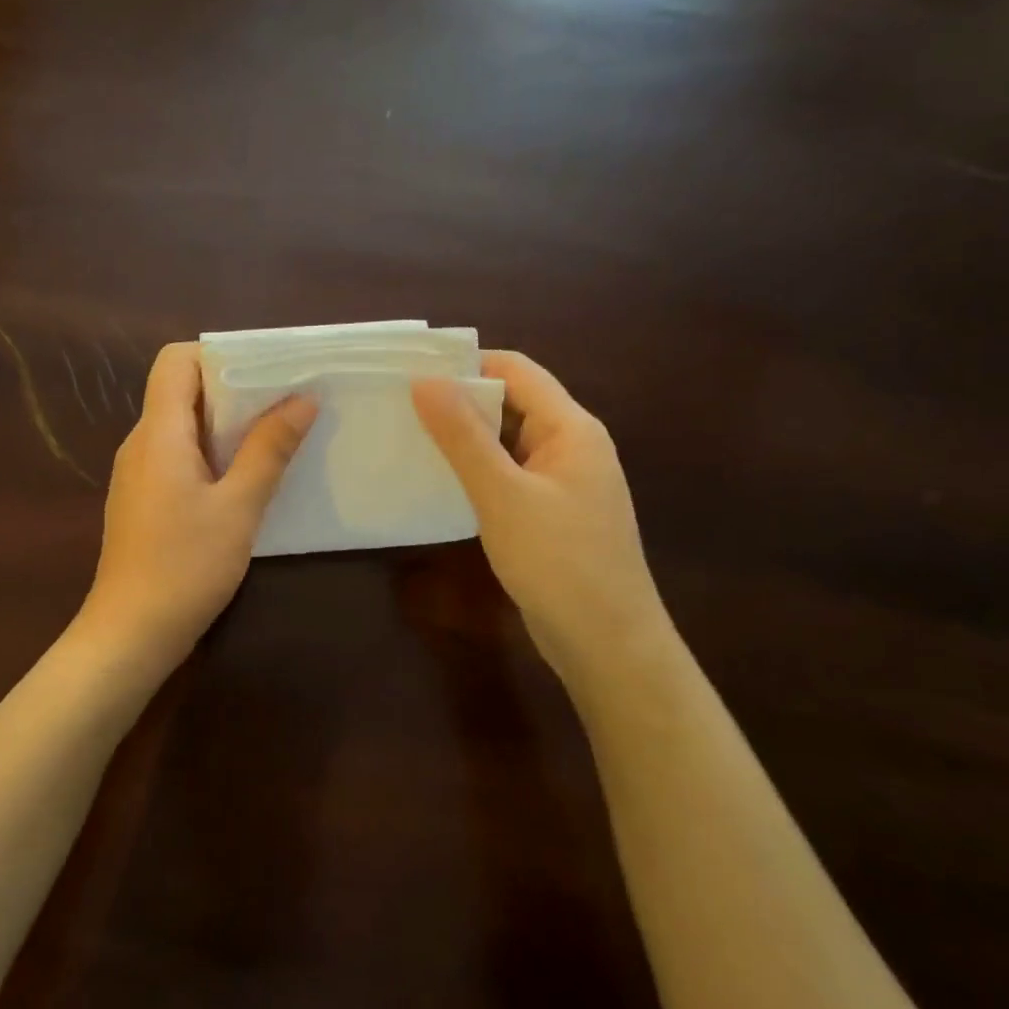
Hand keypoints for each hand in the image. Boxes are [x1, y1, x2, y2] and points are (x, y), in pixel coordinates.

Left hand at [80, 342, 316, 670]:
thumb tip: (303, 399)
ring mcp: (138, 473)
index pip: (175, 360)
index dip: (217, 355)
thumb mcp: (239, 507)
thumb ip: (269, 449)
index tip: (264, 372)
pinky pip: (177, 455)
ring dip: (226, 425)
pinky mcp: (143, 499)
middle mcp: (141, 443)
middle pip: (181, 390)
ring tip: (274, 436)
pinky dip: (211, 453)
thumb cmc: (185, 566)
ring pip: (182, 425)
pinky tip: (244, 479)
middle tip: (285, 402)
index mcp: (158, 433)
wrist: (131, 634)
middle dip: (233, 389)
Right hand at [412, 352, 671, 686]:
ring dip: (465, 438)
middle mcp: (572, 445)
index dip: (466, 363)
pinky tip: (441, 482)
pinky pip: (510, 475)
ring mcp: (564, 482)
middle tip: (399, 406)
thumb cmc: (558, 562)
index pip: (516, 369)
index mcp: (571, 427)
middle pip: (512, 402)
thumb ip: (463, 435)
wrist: (609, 645)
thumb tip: (425, 380)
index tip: (412, 372)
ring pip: (508, 442)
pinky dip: (478, 471)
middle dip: (459, 401)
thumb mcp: (502, 494)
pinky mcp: (552, 513)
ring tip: (409, 438)